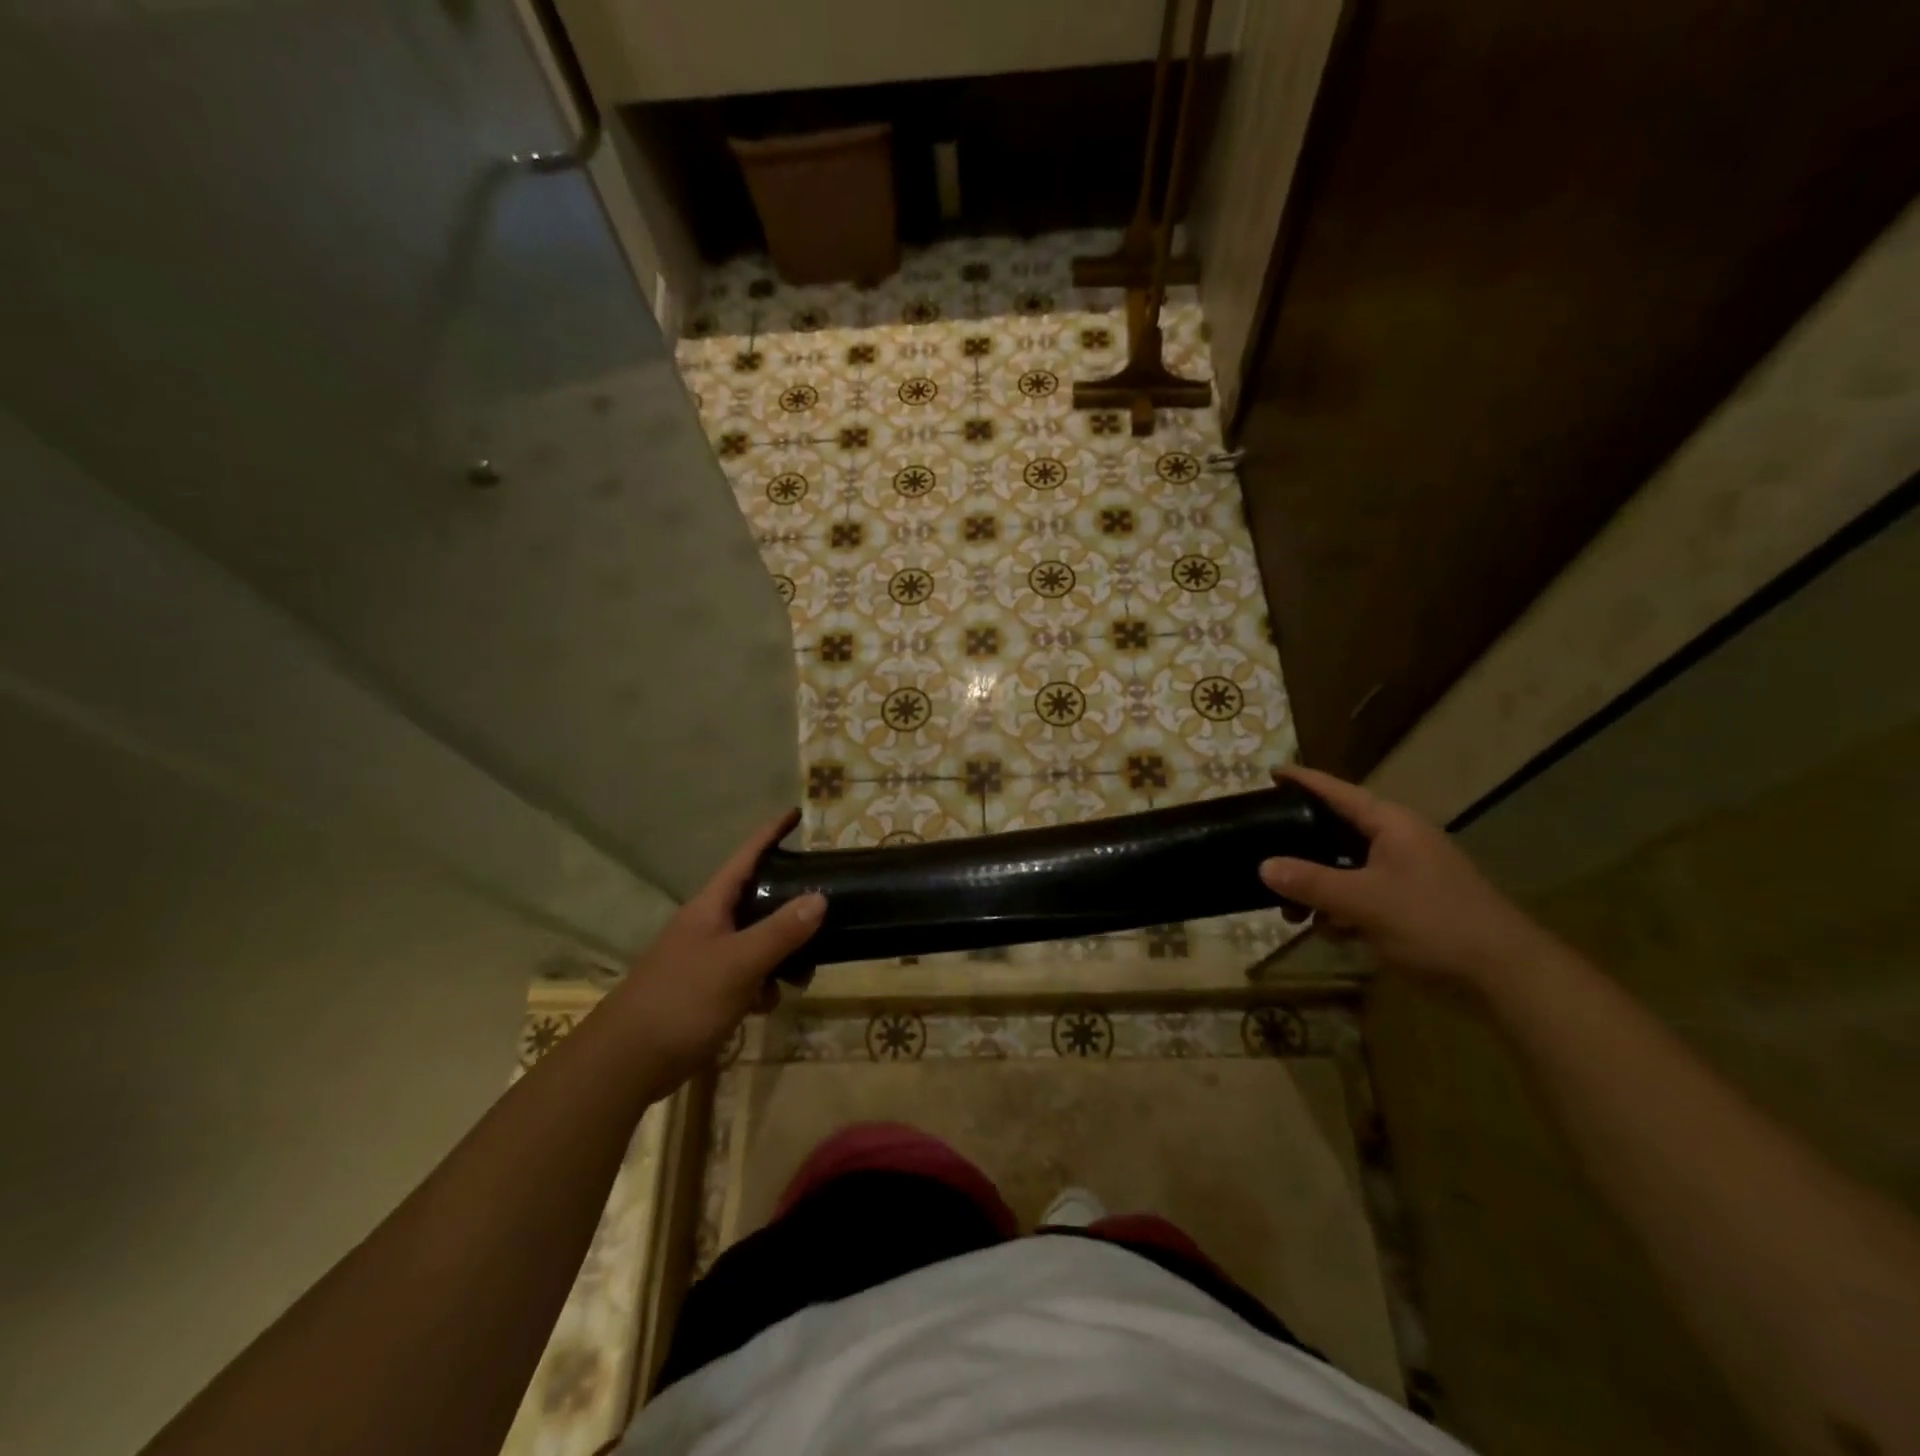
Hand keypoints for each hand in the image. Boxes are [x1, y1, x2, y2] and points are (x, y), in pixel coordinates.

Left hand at [605, 810, 824, 1077]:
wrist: (627, 1061)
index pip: (746, 857)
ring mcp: (705, 958)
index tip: (796, 813)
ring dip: (781, 954)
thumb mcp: (739, 963)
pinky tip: (768, 1005)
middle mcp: (708, 925)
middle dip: (790, 908)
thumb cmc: (683, 1000)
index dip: (770, 833)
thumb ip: (780, 931)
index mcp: (711, 907)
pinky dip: (762, 984)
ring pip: (756, 942)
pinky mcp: (705, 990)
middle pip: (757, 900)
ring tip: (803, 975)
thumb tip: (819, 898)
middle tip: (824, 913)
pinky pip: (746, 974)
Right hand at [1259, 766, 1563, 994]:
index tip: (1270, 772)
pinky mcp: (1410, 903)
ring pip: (1346, 868)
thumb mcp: (1364, 901)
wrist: (1506, 975)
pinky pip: (1361, 894)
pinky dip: (1341, 908)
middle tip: (1263, 851)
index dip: (1303, 781)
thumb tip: (1263, 866)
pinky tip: (1326, 930)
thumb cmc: (1434, 922)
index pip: (1338, 792)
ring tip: (1289, 911)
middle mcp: (1398, 841)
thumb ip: (1311, 882)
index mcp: (1391, 825)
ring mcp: (1406, 873)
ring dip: (1317, 886)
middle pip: (1337, 831)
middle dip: (1300, 847)